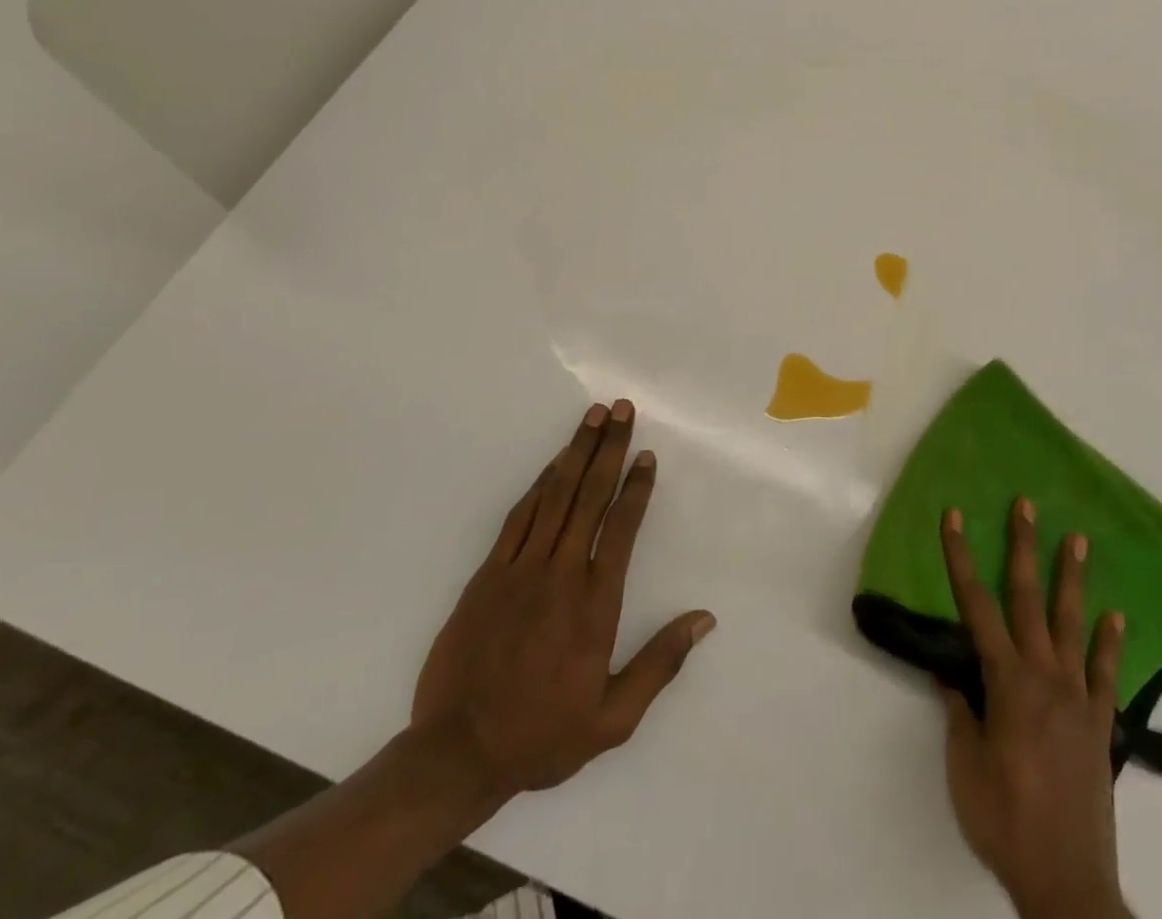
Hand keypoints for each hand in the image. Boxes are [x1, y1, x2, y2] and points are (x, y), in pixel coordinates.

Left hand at [409, 398, 715, 800]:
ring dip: (575, 452)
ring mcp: (521, 568)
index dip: (636, 487)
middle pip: (589, 496)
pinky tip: (553, 464)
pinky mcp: (488, 573)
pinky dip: (539, 484)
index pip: (621, 527)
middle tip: (621, 409)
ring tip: (592, 416)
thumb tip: (704, 619)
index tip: (646, 455)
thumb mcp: (613, 719)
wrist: (457, 752)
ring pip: (555, 495)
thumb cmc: (542, 735)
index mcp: (595, 602)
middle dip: (608, 447)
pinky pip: (519, 516)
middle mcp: (561, 573)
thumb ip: (660, 664)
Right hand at [939, 499, 1129, 918]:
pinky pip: (1107, 674)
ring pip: (1073, 624)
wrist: (1066, 880)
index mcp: (1006, 681)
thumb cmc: (1004, 819)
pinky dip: (1112, 643)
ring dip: (1072, 578)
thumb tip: (951, 673)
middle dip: (1023, 546)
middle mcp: (1044, 675)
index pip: (975, 605)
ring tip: (1078, 540)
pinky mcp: (1101, 723)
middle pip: (1028, 597)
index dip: (961, 557)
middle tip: (1027, 505)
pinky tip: (1117, 617)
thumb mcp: (964, 765)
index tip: (954, 518)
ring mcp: (1078, 696)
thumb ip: (959, 712)